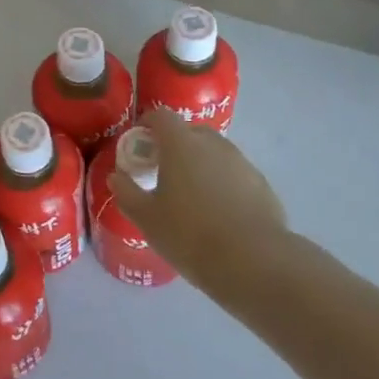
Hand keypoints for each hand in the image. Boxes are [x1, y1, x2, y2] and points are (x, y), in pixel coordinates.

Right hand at [106, 107, 290, 293]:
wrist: (253, 262)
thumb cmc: (190, 235)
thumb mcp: (147, 218)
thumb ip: (127, 192)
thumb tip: (117, 176)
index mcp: (181, 144)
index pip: (161, 116)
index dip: (148, 124)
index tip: (140, 143)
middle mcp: (213, 144)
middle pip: (190, 132)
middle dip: (175, 145)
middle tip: (164, 172)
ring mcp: (241, 162)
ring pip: (215, 153)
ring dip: (201, 164)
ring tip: (193, 196)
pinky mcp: (261, 184)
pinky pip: (234, 174)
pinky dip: (223, 183)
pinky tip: (220, 213)